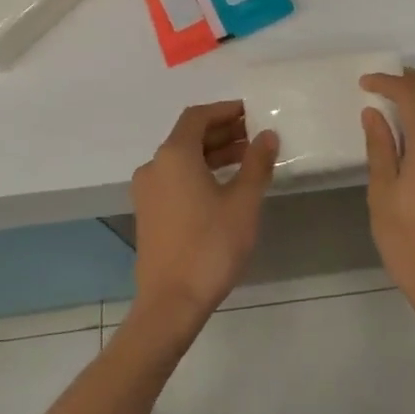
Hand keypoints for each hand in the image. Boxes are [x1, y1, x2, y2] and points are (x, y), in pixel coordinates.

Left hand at [130, 101, 277, 327]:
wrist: (171, 303)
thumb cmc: (211, 245)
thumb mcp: (243, 201)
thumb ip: (257, 162)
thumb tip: (267, 135)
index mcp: (174, 155)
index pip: (198, 116)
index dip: (225, 110)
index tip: (252, 113)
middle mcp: (154, 166)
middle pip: (189, 136)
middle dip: (223, 132)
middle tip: (256, 136)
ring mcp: (148, 191)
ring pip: (183, 159)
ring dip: (214, 154)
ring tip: (249, 160)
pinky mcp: (149, 213)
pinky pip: (176, 179)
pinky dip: (200, 173)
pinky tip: (227, 186)